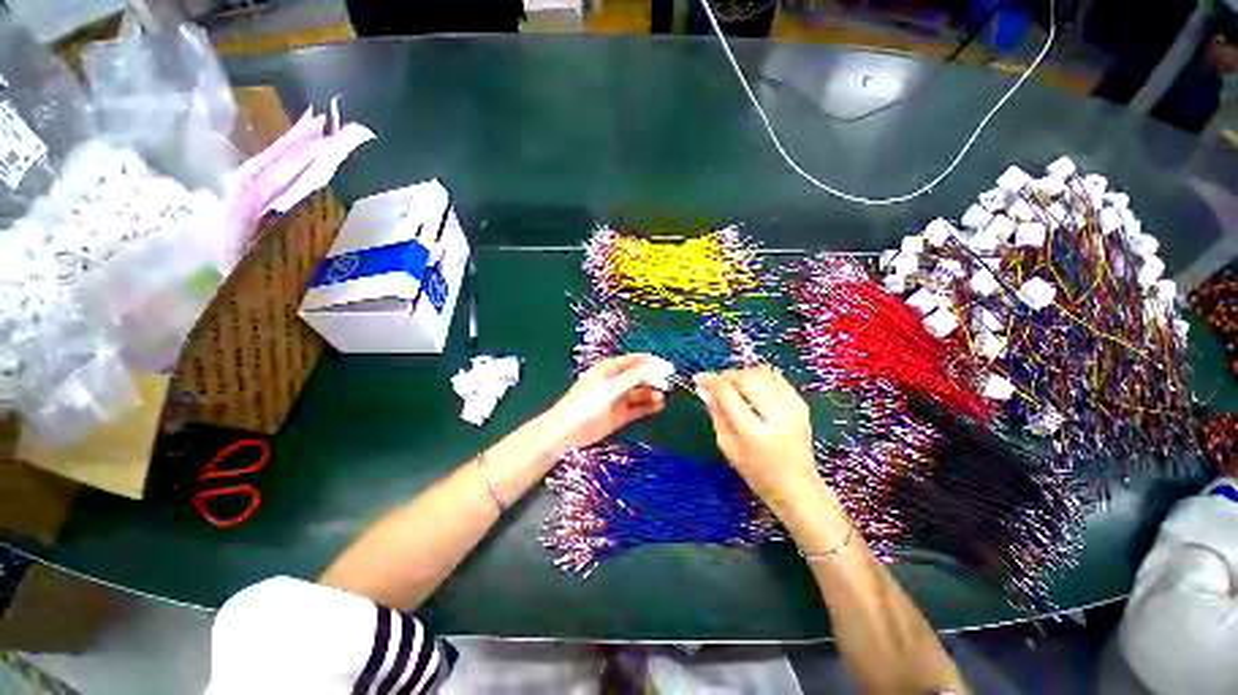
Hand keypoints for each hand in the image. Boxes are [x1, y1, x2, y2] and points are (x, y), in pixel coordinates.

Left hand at [543, 354, 666, 450]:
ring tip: (663, 396)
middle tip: (669, 384)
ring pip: (639, 392)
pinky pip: (637, 408)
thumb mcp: (611, 387)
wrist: (567, 431)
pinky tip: (659, 406)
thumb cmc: (587, 403)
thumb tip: (657, 366)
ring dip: (651, 393)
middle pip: (639, 376)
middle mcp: (615, 382)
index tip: (668, 367)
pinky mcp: (619, 415)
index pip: (635, 360)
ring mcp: (618, 399)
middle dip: (653, 378)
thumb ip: (634, 377)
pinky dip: (648, 406)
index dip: (651, 362)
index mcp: (610, 369)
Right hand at [694, 366, 831, 521]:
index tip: (699, 378)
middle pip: (746, 377)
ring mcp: (792, 407)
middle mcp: (775, 415)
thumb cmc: (756, 471)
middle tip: (717, 382)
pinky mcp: (801, 403)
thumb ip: (716, 414)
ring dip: (743, 374)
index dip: (711, 381)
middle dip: (727, 375)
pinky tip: (753, 388)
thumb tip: (704, 389)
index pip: (727, 393)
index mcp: (753, 432)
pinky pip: (776, 376)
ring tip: (734, 386)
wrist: (797, 485)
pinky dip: (760, 376)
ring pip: (762, 372)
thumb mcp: (728, 446)